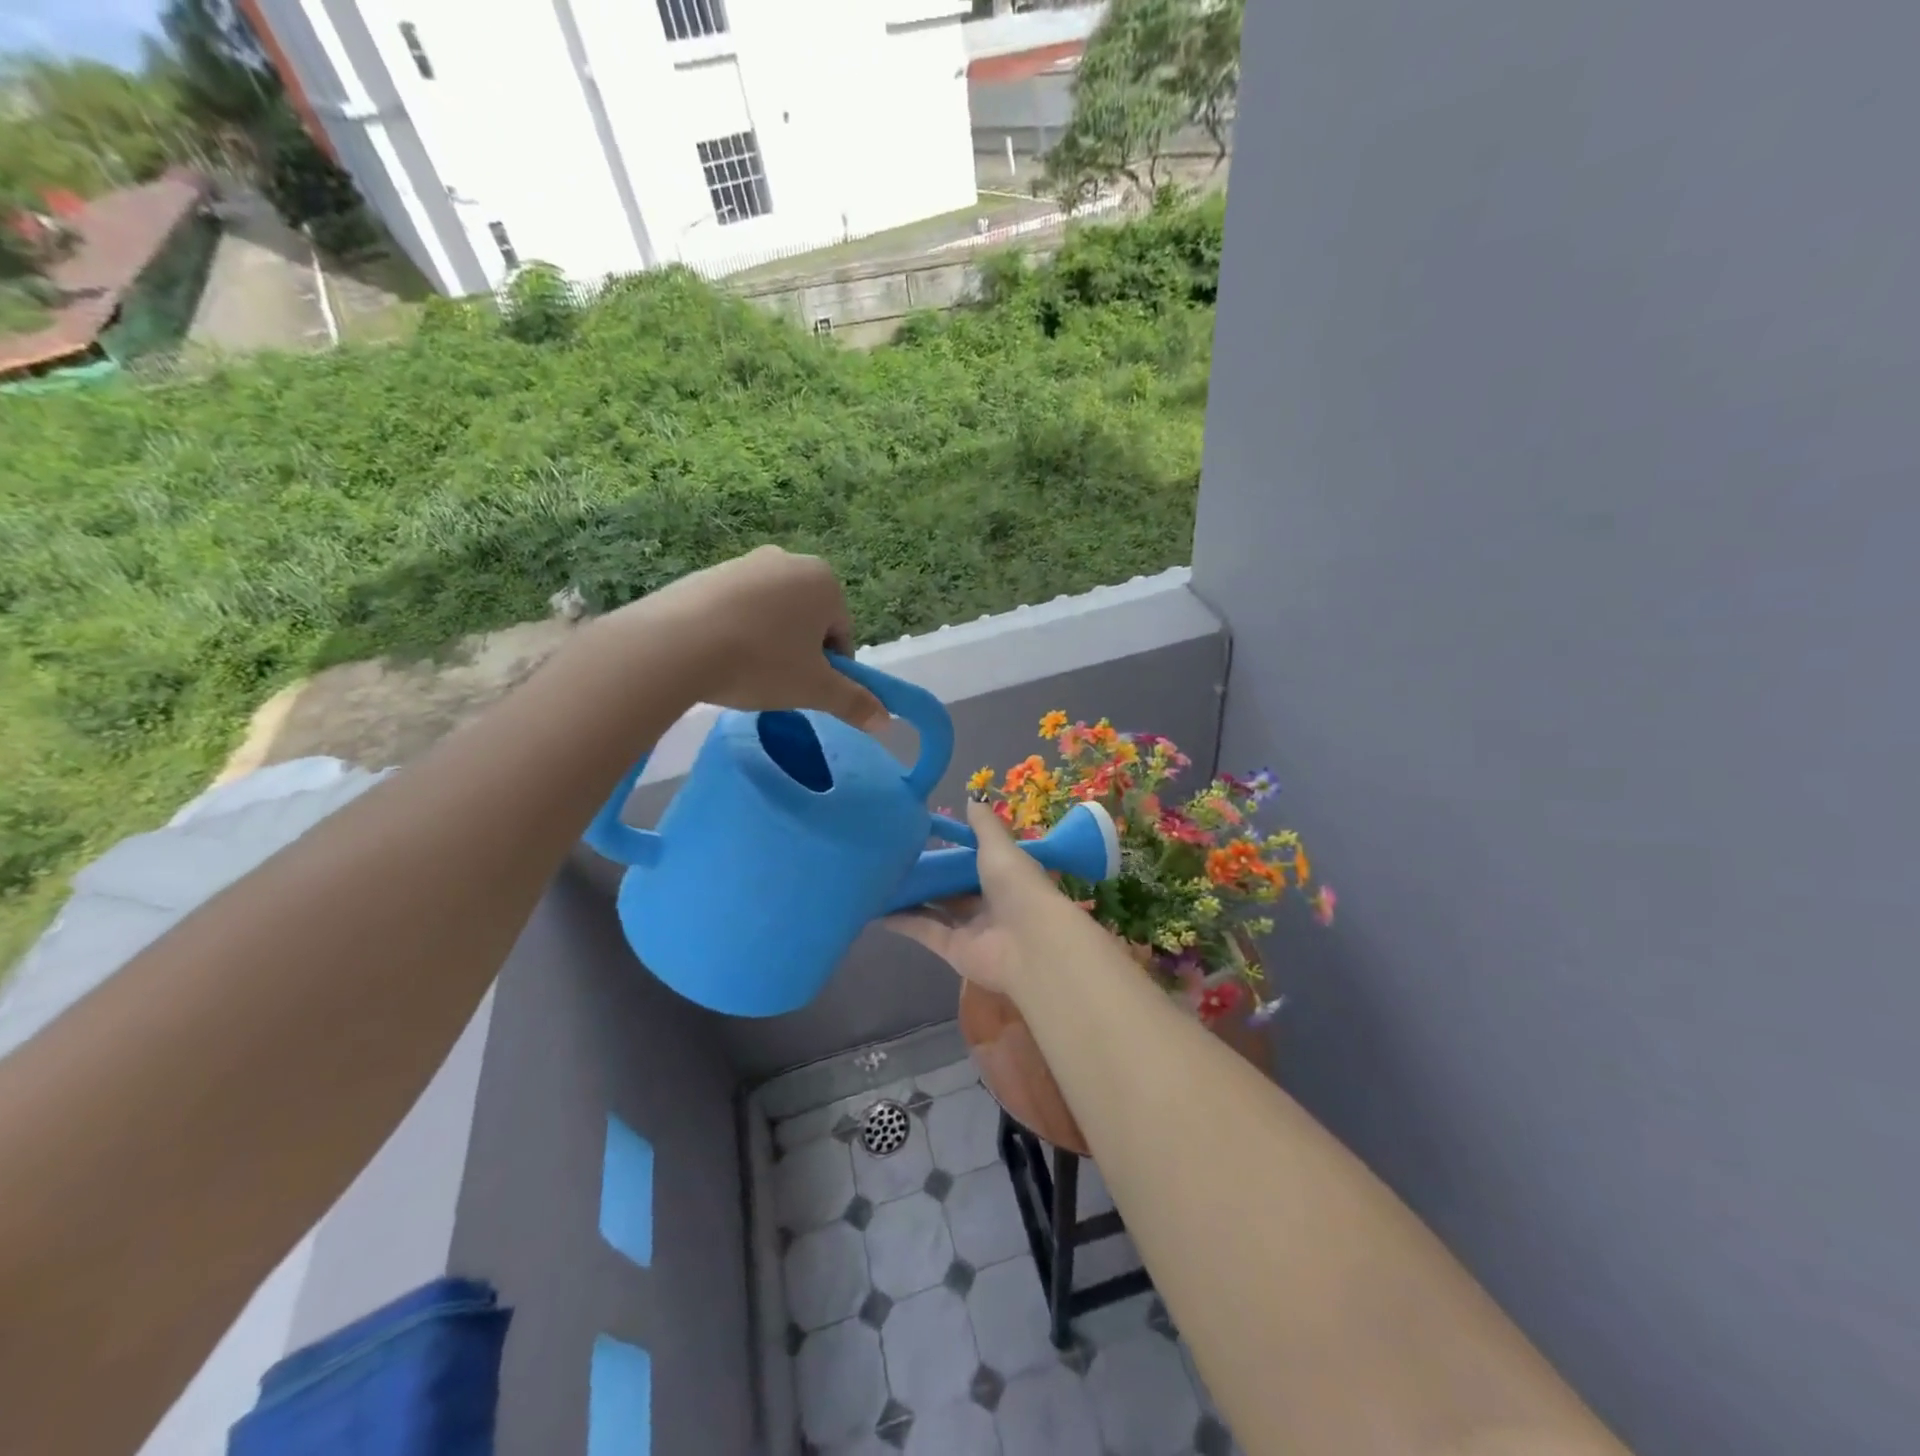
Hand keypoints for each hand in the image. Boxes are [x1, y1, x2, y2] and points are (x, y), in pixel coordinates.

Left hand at [606, 546, 884, 727]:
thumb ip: (854, 702)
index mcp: (824, 581)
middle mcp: (788, 560)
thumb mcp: (815, 689)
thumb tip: (887, 723)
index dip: (829, 669)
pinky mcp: (706, 574)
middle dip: (798, 652)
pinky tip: (718, 657)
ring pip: (771, 615)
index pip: (842, 634)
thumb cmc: (761, 662)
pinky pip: (735, 609)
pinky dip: (735, 632)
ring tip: (744, 672)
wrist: (675, 644)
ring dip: (767, 643)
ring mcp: (744, 563)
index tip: (806, 689)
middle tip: (777, 682)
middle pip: (807, 620)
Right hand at [882, 798, 1057, 993]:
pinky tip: (878, 910)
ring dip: (912, 897)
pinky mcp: (953, 950)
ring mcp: (970, 928)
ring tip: (880, 881)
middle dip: (929, 875)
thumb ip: (983, 825)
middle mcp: (988, 902)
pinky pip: (925, 932)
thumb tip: (972, 797)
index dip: (952, 852)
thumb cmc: (1017, 886)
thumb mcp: (999, 847)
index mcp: (1004, 876)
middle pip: (952, 888)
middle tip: (894, 858)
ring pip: (936, 909)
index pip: (975, 862)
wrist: (1029, 943)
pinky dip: (903, 922)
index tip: (923, 837)